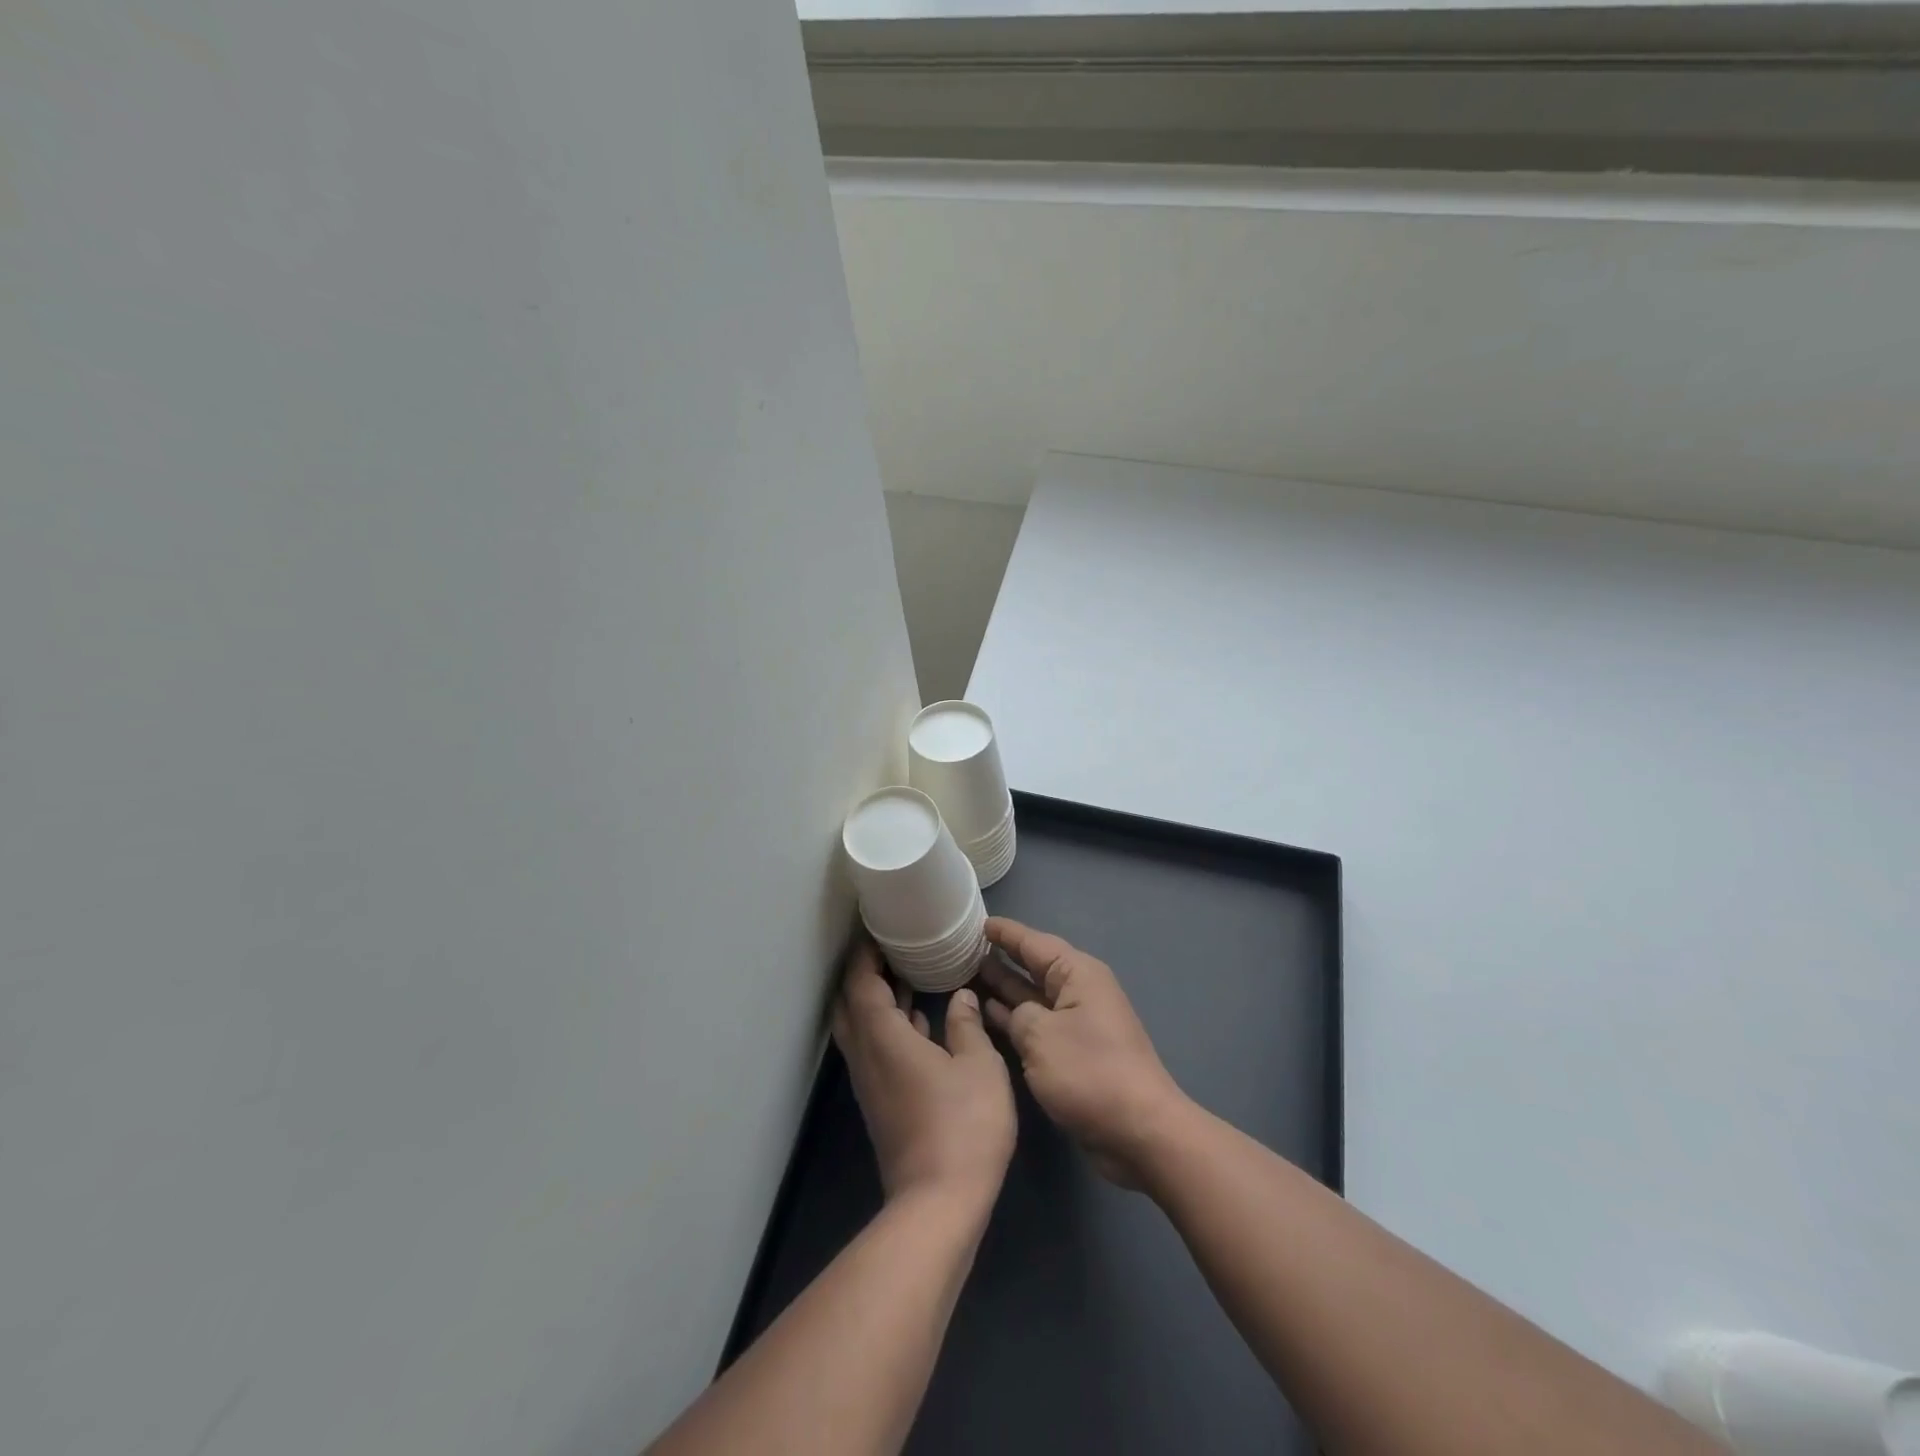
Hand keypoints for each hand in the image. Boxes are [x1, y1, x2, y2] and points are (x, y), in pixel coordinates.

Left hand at [832, 942, 1016, 1214]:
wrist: (938, 1204)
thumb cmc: (963, 1126)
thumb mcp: (980, 1067)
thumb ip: (968, 1026)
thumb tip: (960, 997)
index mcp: (885, 1039)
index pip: (862, 984)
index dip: (866, 955)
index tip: (879, 930)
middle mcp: (868, 1057)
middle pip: (850, 1005)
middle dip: (863, 974)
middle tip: (890, 950)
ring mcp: (870, 1084)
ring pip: (859, 1029)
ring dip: (874, 1000)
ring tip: (905, 975)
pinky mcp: (880, 1104)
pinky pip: (873, 1049)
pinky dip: (887, 1026)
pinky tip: (918, 1023)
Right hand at [975, 917, 1188, 1188]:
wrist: (1139, 1130)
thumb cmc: (1089, 1073)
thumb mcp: (1041, 1036)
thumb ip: (1018, 1016)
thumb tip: (1015, 1015)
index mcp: (1078, 974)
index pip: (1034, 943)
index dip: (1006, 933)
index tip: (978, 922)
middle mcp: (1080, 992)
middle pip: (1035, 966)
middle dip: (1003, 957)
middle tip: (966, 948)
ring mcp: (1078, 1023)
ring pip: (1034, 996)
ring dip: (1006, 987)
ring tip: (970, 974)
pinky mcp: (1075, 1052)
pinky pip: (1039, 1022)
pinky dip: (1016, 1017)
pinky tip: (989, 1013)